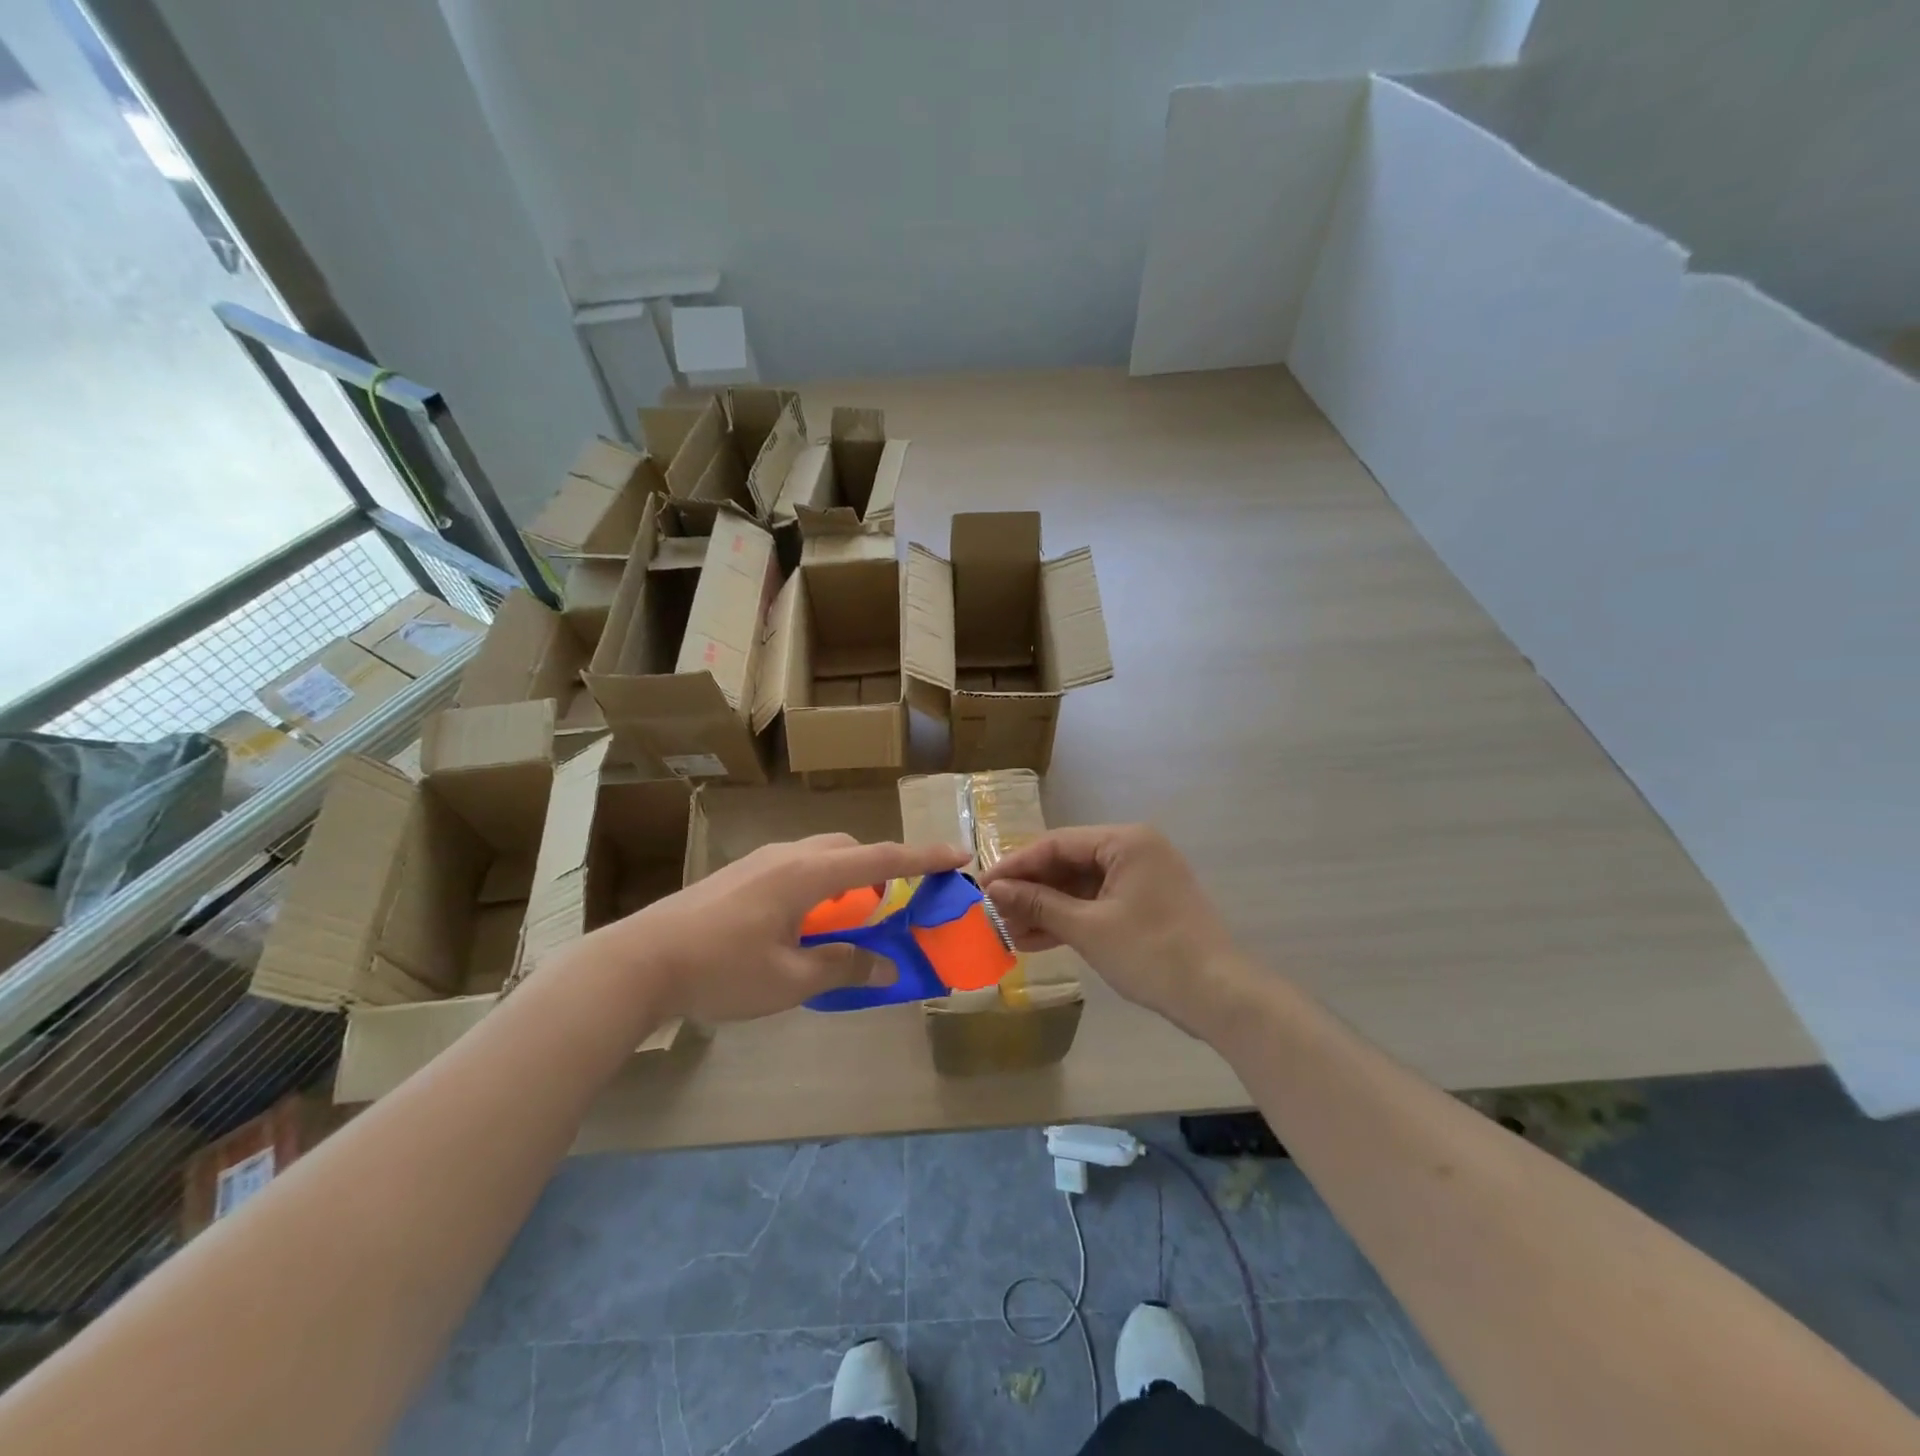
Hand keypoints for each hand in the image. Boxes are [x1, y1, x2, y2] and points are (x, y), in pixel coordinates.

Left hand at [579, 834, 969, 1023]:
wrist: (639, 961)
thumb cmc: (722, 970)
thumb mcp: (790, 979)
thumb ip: (844, 966)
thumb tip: (888, 965)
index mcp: (808, 874)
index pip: (880, 860)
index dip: (923, 859)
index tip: (958, 855)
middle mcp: (788, 855)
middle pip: (850, 851)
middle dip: (880, 871)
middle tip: (891, 909)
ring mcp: (759, 861)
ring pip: (821, 857)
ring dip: (846, 880)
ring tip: (847, 922)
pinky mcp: (739, 875)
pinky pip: (797, 868)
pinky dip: (819, 887)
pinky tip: (802, 925)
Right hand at [980, 825, 1245, 1033]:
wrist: (1218, 997)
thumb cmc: (1151, 953)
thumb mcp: (1088, 928)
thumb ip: (1039, 903)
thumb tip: (994, 889)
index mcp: (1125, 841)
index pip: (1056, 844)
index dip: (1016, 865)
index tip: (981, 886)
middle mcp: (1134, 850)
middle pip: (1068, 863)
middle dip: (1030, 890)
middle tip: (992, 913)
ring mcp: (1141, 879)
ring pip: (1080, 887)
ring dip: (1045, 908)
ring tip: (1006, 931)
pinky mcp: (1144, 905)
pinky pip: (1096, 904)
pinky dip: (1069, 920)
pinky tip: (1034, 940)